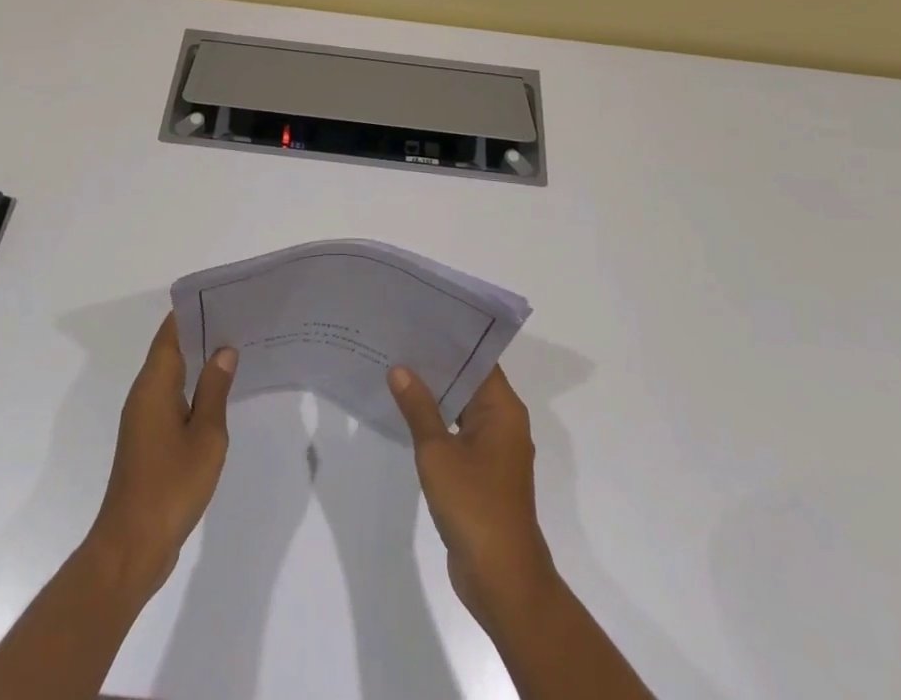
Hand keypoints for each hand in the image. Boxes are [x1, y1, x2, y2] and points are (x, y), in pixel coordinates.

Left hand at [85, 314, 237, 601]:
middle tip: (239, 320)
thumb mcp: (205, 435)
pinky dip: (192, 386)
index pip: (171, 331)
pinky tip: (218, 392)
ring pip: (171, 374)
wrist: (132, 548)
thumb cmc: (171, 486)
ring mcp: (143, 418)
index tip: (224, 299)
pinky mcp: (147, 440)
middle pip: (171, 349)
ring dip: (198, 360)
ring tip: (235, 349)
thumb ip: (215, 389)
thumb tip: (224, 349)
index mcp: (154, 385)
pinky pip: (171, 397)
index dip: (194, 312)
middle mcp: (144, 394)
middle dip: (201, 332)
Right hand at [388, 364, 558, 629]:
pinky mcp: (483, 472)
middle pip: (469, 380)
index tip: (418, 320)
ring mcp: (495, 449)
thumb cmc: (474, 505)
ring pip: (462, 407)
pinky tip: (407, 415)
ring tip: (397, 370)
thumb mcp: (437, 452)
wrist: (501, 579)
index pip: (477, 358)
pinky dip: (438, 422)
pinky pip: (459, 433)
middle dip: (436, 364)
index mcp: (503, 408)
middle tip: (399, 341)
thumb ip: (419, 408)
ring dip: (435, 395)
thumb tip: (400, 369)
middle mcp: (504, 422)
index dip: (449, 339)